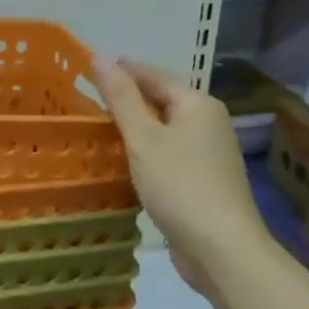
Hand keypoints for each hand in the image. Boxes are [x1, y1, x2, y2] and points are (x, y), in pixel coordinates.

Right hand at [89, 56, 266, 291]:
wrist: (222, 250)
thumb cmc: (180, 185)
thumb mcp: (143, 138)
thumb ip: (120, 97)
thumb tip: (99, 57)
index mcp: (197, 104)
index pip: (153, 75)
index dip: (121, 71)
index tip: (87, 69)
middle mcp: (207, 122)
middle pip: (161, 100)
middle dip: (126, 99)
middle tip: (86, 99)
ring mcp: (208, 153)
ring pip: (163, 128)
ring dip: (134, 127)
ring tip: (97, 128)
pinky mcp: (202, 180)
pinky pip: (168, 152)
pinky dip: (145, 151)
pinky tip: (122, 160)